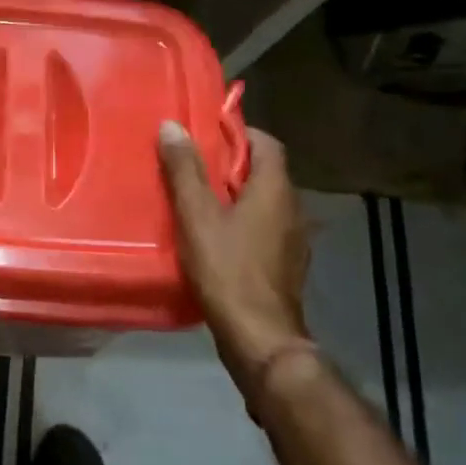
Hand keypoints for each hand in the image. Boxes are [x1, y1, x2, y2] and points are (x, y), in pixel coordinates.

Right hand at [158, 121, 314, 391]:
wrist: (260, 338)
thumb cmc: (228, 269)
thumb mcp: (197, 215)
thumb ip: (185, 170)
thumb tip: (172, 126)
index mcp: (275, 189)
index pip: (266, 143)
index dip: (238, 132)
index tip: (206, 133)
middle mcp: (292, 209)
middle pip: (264, 171)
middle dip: (230, 164)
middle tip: (191, 164)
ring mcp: (293, 240)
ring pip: (263, 202)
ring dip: (235, 195)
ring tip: (197, 198)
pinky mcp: (285, 265)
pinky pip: (263, 228)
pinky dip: (241, 222)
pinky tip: (214, 236)